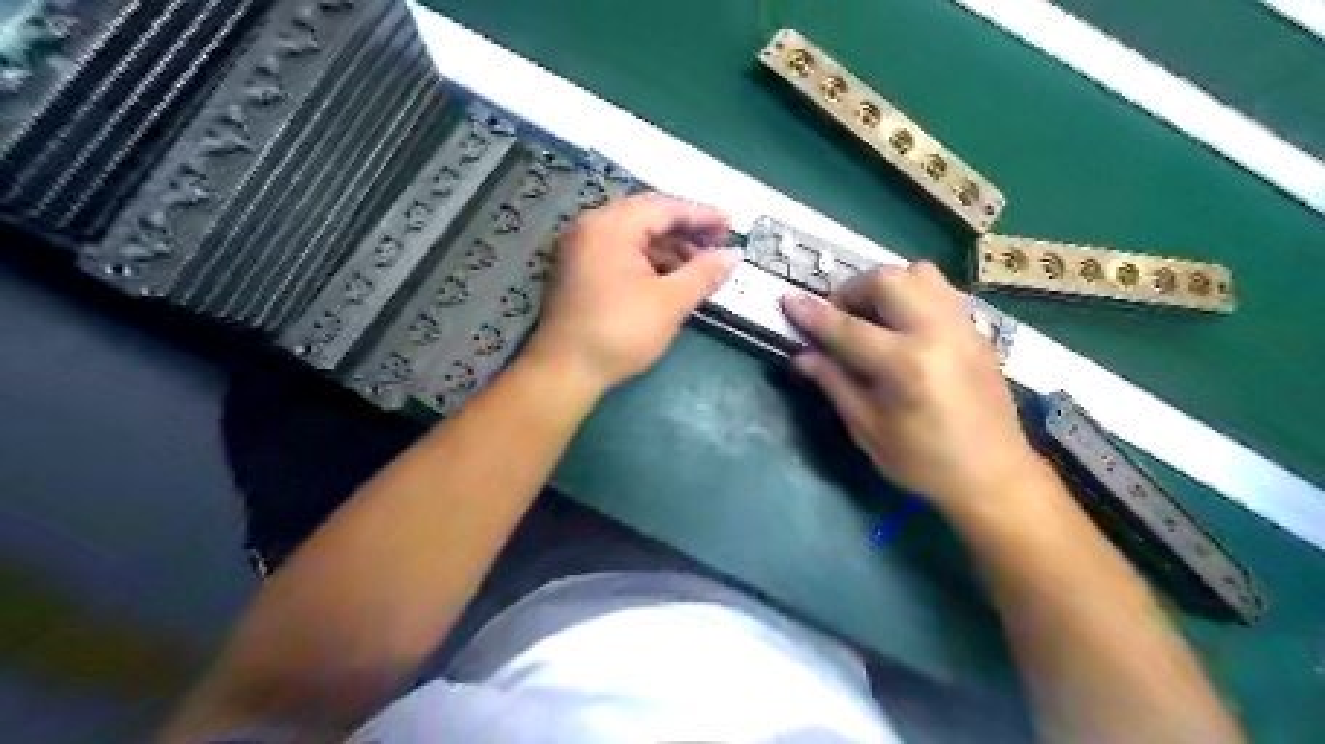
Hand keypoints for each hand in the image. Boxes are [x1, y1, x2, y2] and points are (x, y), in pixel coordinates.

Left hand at [524, 190, 740, 389]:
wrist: (566, 371)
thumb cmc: (620, 332)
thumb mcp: (670, 302)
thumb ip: (703, 273)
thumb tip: (733, 254)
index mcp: (611, 226)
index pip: (664, 207)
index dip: (702, 215)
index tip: (733, 226)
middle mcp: (592, 228)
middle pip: (648, 217)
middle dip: (687, 229)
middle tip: (720, 242)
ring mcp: (582, 249)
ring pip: (635, 236)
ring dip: (670, 247)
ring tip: (702, 264)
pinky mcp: (581, 271)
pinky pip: (622, 253)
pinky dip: (650, 260)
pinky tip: (673, 276)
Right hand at [778, 260, 1045, 516]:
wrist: (994, 476)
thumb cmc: (924, 462)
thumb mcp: (868, 429)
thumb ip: (835, 384)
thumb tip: (803, 355)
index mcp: (906, 366)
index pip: (847, 328)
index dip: (812, 314)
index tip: (787, 300)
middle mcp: (937, 334)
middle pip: (888, 280)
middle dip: (853, 290)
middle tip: (839, 317)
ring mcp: (963, 328)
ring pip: (920, 274)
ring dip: (886, 286)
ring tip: (872, 316)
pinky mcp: (977, 331)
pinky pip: (940, 292)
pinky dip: (912, 296)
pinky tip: (902, 328)